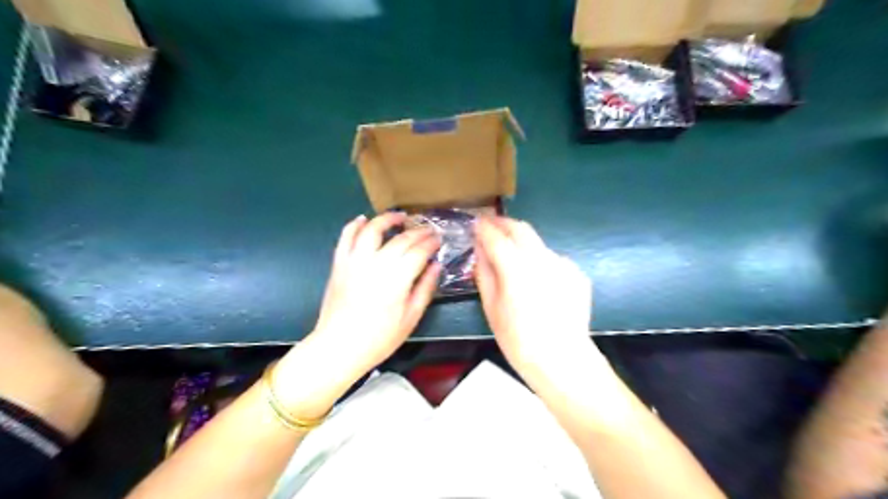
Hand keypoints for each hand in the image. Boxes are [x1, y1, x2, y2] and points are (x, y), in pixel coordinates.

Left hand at [274, 212, 439, 414]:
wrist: (339, 347)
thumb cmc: (379, 338)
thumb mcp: (410, 318)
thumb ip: (425, 289)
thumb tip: (436, 266)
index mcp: (397, 279)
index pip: (419, 251)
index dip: (431, 243)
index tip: (438, 240)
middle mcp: (376, 263)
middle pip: (400, 239)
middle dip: (417, 232)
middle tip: (428, 230)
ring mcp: (354, 261)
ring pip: (372, 229)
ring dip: (387, 219)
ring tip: (399, 216)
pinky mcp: (339, 263)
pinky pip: (345, 237)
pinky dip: (354, 225)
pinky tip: (363, 219)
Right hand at [475, 219, 599, 388]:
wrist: (562, 359)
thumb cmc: (518, 339)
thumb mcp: (491, 308)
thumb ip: (484, 273)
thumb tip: (479, 250)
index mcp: (516, 268)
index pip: (496, 237)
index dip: (484, 228)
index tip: (476, 224)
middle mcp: (541, 259)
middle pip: (521, 228)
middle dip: (503, 223)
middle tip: (491, 227)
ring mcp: (563, 264)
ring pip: (538, 243)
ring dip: (522, 243)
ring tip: (512, 256)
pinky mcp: (576, 273)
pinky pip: (553, 259)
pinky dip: (540, 261)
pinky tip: (537, 281)